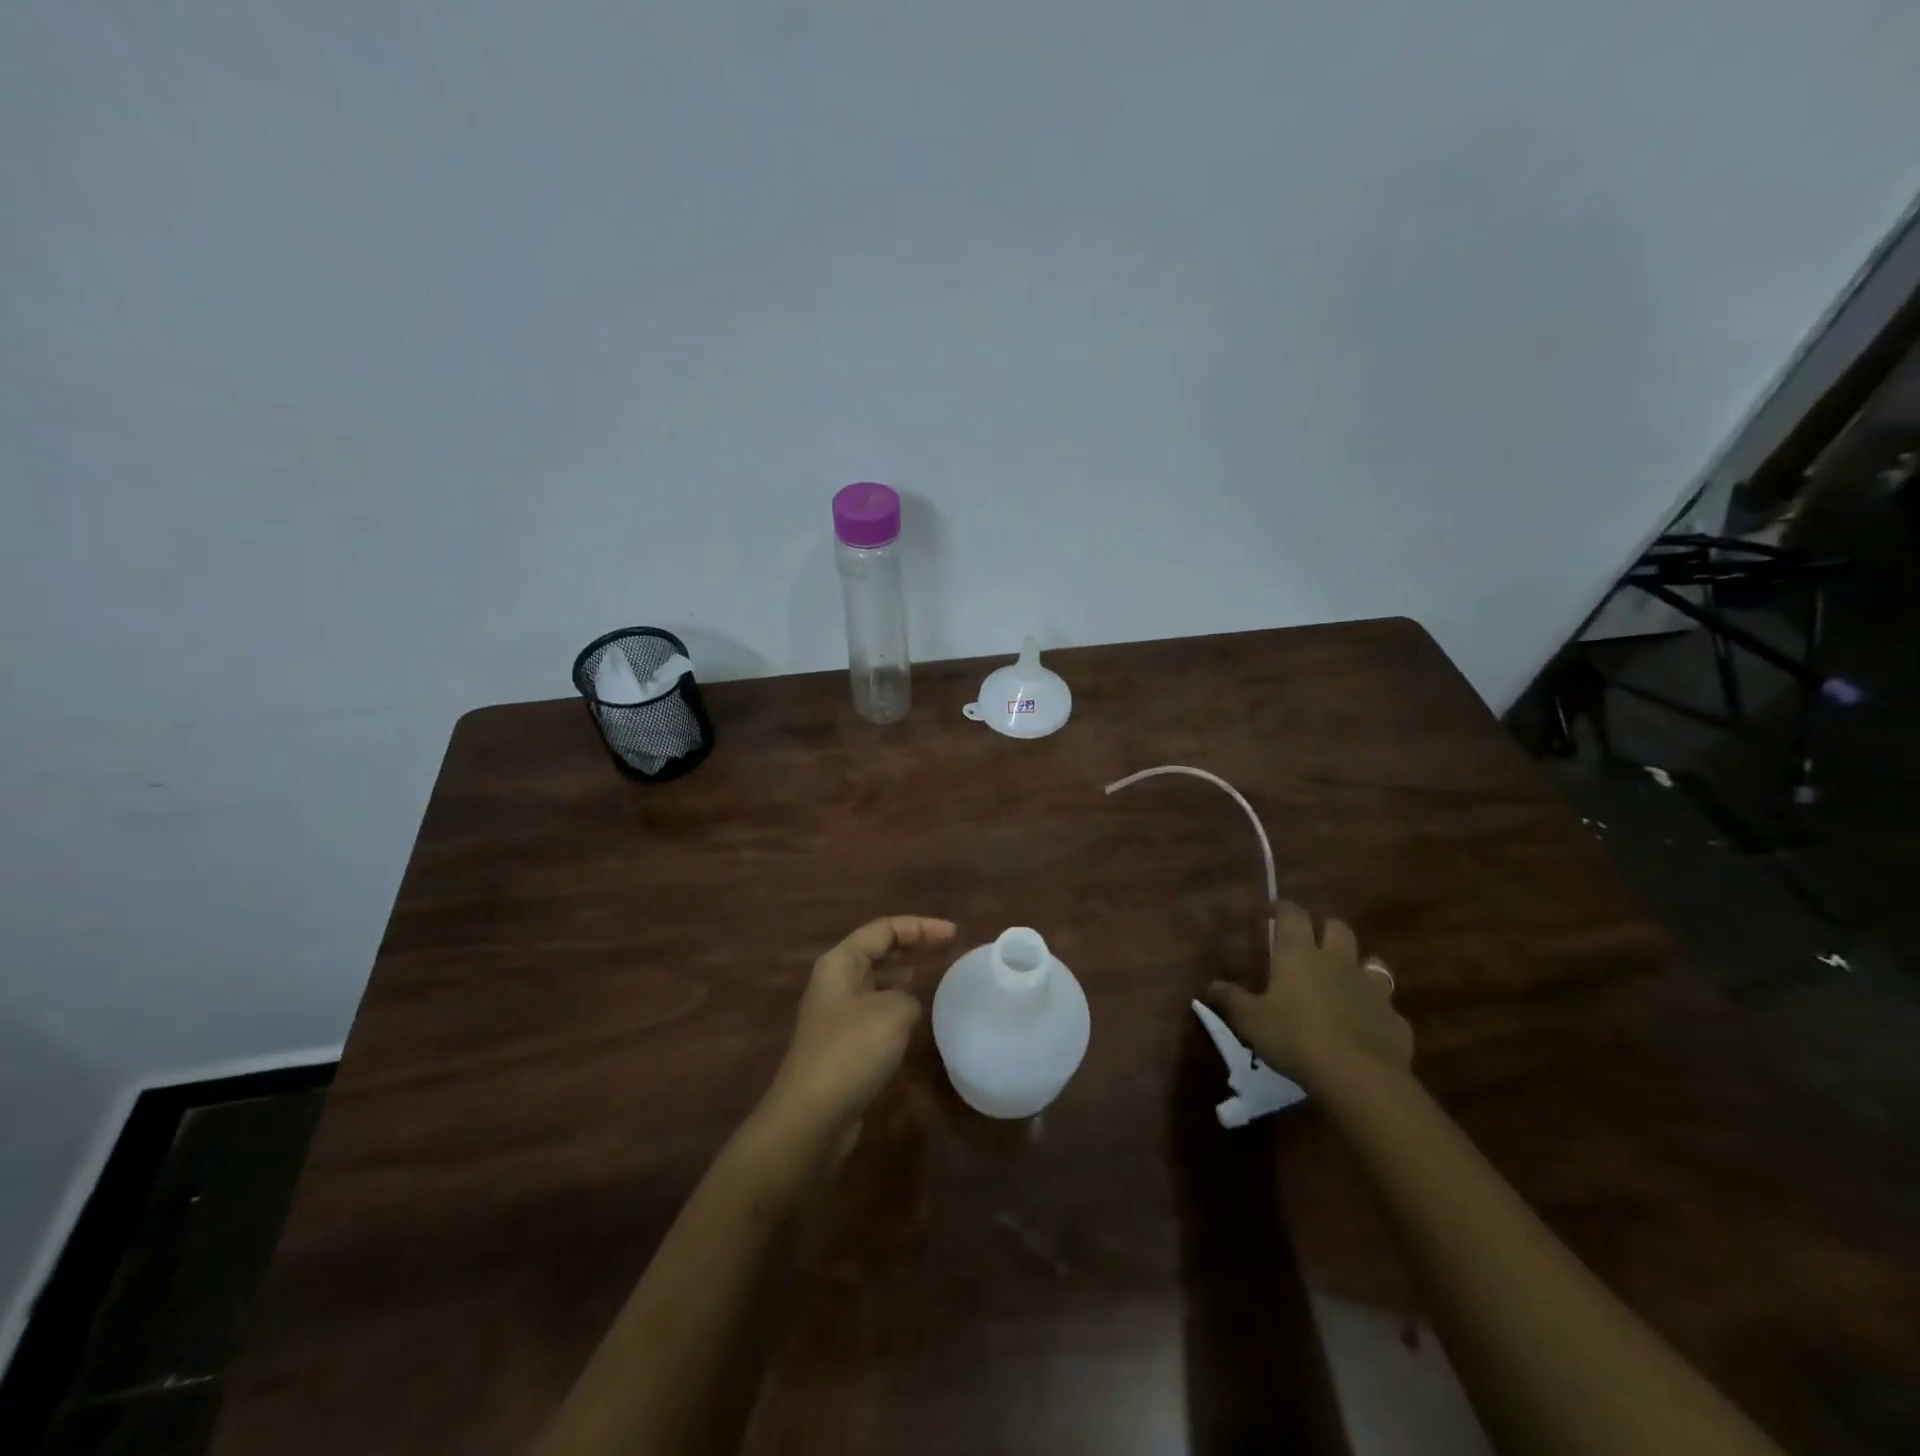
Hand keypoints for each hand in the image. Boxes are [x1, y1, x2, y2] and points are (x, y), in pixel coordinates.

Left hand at [761, 916, 956, 1142]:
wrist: (812, 1115)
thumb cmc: (851, 1051)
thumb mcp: (894, 1012)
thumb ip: (908, 996)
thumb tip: (905, 1005)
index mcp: (841, 962)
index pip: (884, 929)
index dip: (920, 927)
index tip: (954, 933)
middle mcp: (834, 980)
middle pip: (877, 950)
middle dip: (912, 944)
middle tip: (947, 947)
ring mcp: (835, 1012)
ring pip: (875, 978)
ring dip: (902, 971)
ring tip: (932, 970)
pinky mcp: (841, 1041)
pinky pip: (873, 1006)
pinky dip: (895, 1000)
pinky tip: (913, 1011)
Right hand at [1208, 901, 1411, 1092]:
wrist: (1359, 1076)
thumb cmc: (1295, 1037)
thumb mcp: (1251, 1020)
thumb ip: (1232, 1000)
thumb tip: (1212, 986)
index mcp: (1300, 955)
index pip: (1293, 915)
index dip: (1282, 908)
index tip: (1271, 911)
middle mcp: (1338, 962)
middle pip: (1338, 928)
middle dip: (1325, 929)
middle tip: (1311, 943)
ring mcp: (1372, 989)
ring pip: (1372, 963)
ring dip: (1358, 967)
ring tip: (1345, 982)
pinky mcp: (1395, 1020)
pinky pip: (1387, 1007)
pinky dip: (1376, 1011)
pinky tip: (1366, 1027)